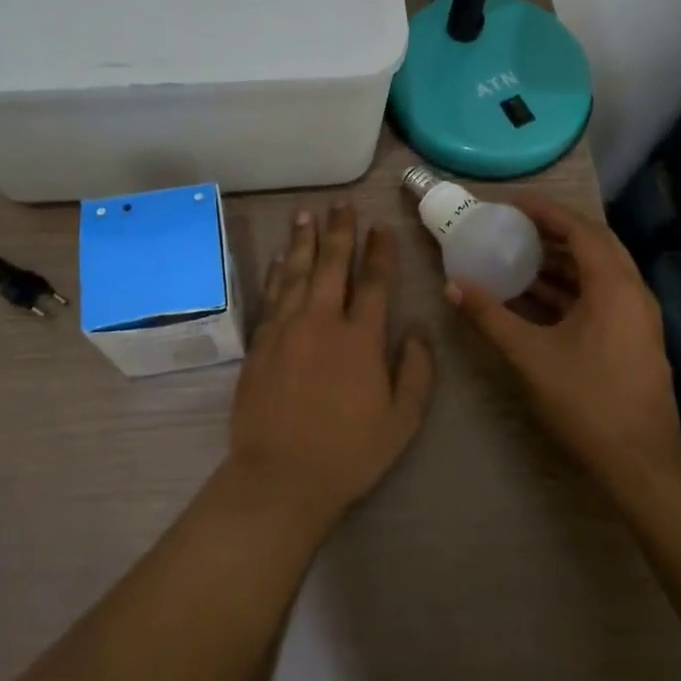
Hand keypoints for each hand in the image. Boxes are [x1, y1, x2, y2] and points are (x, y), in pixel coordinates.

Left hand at [228, 206, 435, 525]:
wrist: (281, 477)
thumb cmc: (348, 452)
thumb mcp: (401, 421)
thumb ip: (417, 371)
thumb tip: (419, 329)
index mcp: (361, 338)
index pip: (375, 281)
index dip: (380, 251)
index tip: (380, 225)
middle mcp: (323, 321)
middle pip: (332, 264)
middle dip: (340, 231)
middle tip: (342, 204)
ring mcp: (287, 328)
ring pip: (298, 271)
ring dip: (304, 240)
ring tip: (307, 213)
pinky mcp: (261, 341)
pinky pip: (272, 294)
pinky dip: (279, 271)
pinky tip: (282, 256)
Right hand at [446, 194, 680, 487]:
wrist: (641, 463)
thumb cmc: (587, 400)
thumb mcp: (530, 355)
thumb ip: (490, 316)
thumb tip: (452, 286)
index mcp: (614, 286)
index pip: (581, 230)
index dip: (546, 212)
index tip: (512, 203)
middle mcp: (632, 292)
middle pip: (595, 244)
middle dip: (555, 230)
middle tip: (517, 224)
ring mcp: (637, 316)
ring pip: (599, 271)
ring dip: (562, 260)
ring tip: (520, 254)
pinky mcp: (634, 337)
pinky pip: (601, 294)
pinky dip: (570, 286)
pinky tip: (537, 296)